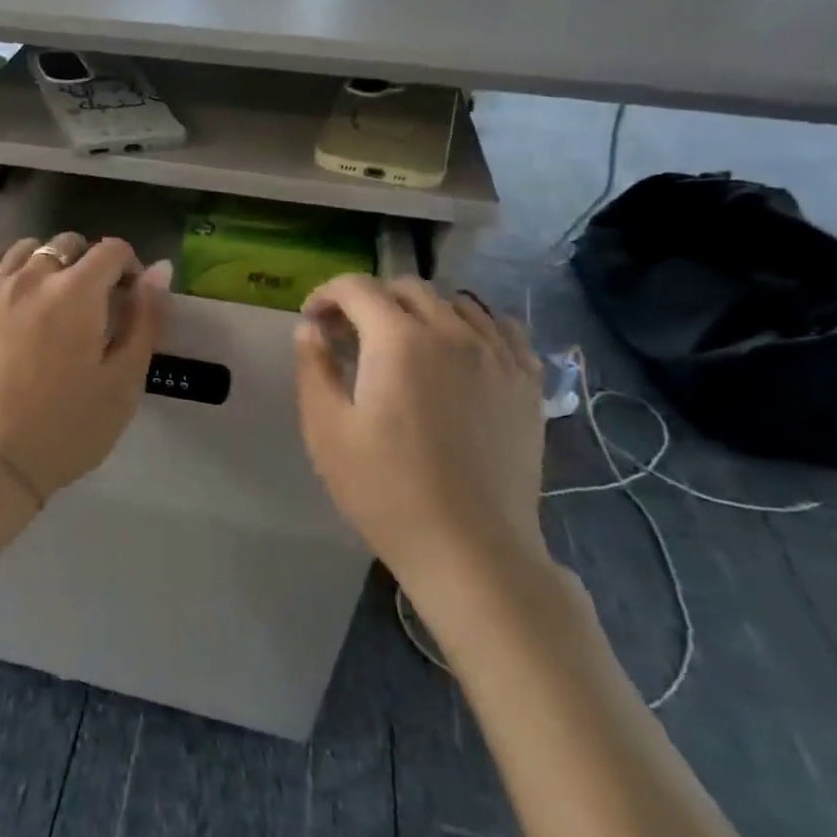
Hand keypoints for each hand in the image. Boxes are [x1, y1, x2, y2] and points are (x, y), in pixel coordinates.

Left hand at [0, 234, 171, 503]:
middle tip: (93, 306)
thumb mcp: (124, 381)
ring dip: (50, 262)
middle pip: (68, 244)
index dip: (129, 268)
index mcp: (77, 292)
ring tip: (54, 298)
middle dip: (90, 265)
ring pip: (27, 248)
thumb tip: (160, 269)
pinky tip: (16, 291)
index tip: (129, 300)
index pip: (112, 250)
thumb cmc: (68, 426)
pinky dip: (10, 265)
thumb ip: (146, 319)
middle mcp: (33, 276)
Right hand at [295, 276, 546, 596]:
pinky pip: (501, 328)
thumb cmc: (385, 489)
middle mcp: (453, 332)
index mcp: (399, 340)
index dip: (326, 294)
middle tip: (349, 336)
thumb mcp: (326, 429)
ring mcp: (498, 355)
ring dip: (419, 310)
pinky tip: (457, 352)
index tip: (312, 320)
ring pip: (456, 302)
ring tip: (401, 344)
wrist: (471, 548)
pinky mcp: (527, 382)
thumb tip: (310, 329)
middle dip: (369, 300)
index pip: (357, 287)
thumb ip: (313, 368)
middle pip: (407, 288)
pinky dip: (471, 325)